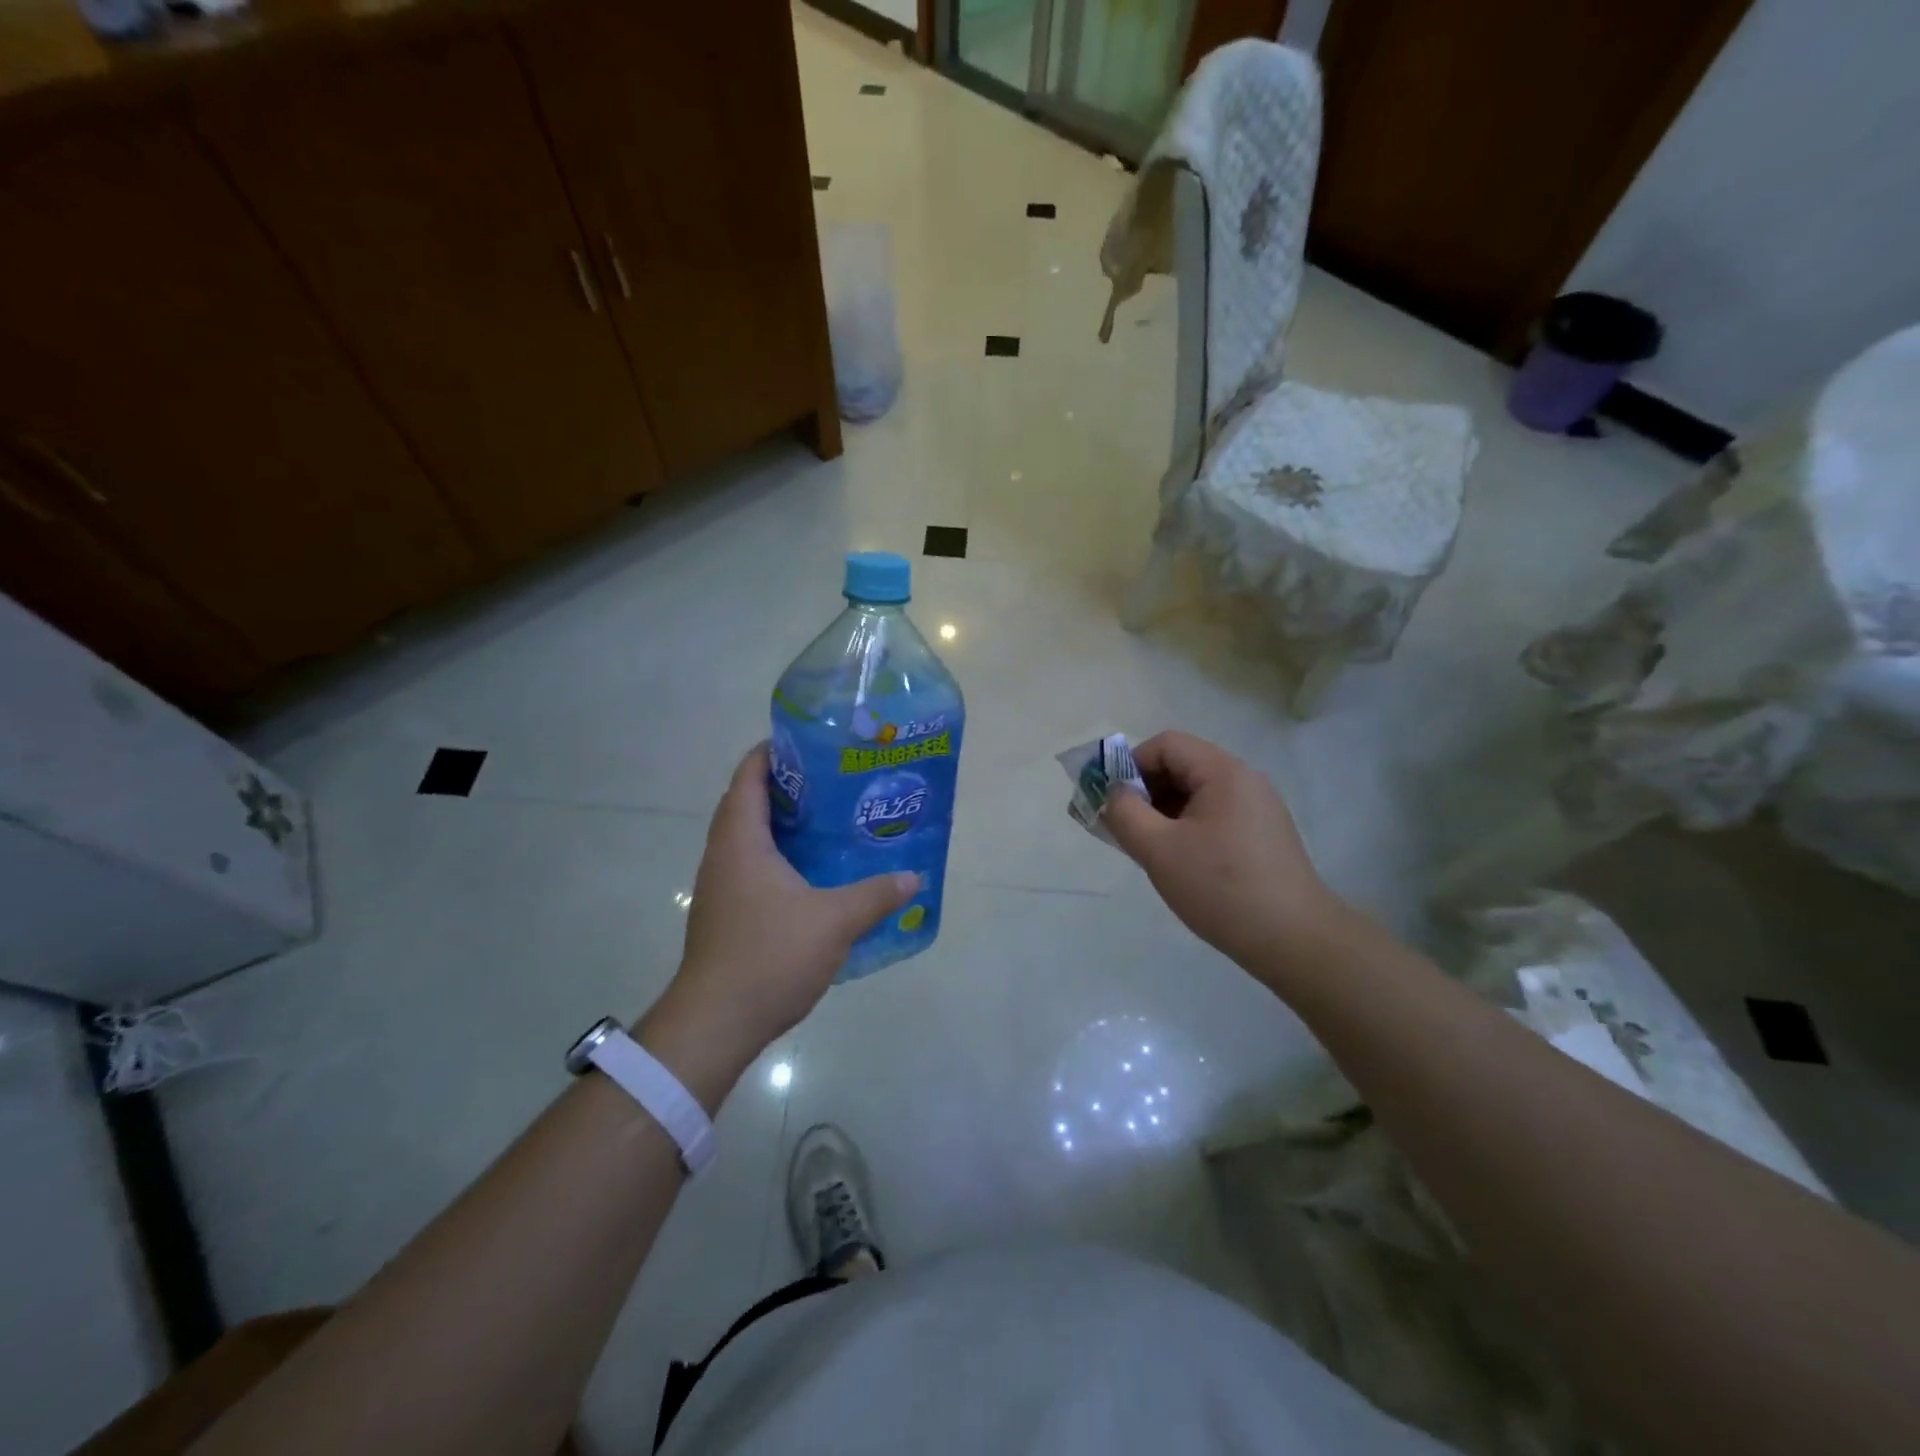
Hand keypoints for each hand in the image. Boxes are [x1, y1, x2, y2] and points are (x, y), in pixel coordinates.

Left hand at [639, 745, 917, 1104]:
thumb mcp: (834, 921)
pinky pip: (752, 867)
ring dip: (783, 825)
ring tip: (830, 822)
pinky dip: (779, 857)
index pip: (749, 776)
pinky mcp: (725, 914)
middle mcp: (723, 855)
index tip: (812, 743)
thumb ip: (875, 895)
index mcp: (741, 840)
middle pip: (748, 803)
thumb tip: (912, 878)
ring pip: (750, 838)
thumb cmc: (769, 955)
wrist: (716, 1022)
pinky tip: (814, 874)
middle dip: (788, 787)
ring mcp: (721, 886)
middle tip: (834, 782)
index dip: (774, 752)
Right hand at [1102, 731, 1343, 976]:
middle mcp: (1245, 780)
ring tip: (1150, 850)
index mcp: (1224, 772)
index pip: (1166, 745)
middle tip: (1126, 829)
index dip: (1131, 766)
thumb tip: (1113, 793)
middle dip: (1145, 791)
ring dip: (1164, 812)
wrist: (1294, 941)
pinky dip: (1187, 827)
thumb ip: (1124, 813)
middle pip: (1181, 766)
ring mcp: (1258, 808)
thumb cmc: (1221, 888)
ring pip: (1196, 793)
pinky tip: (1180, 862)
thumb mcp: (1158, 849)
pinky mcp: (1262, 834)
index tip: (1115, 804)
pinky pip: (1213, 814)